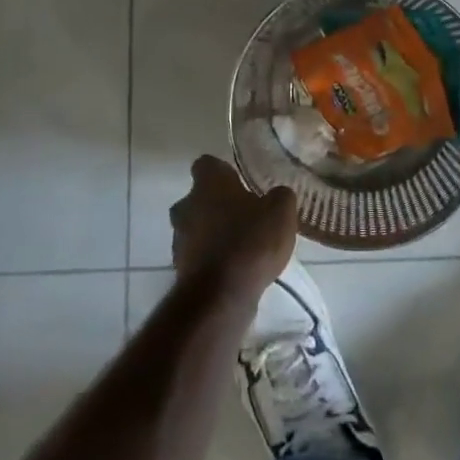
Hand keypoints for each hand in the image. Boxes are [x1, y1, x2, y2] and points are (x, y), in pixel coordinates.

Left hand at [170, 156, 297, 305]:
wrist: (221, 296)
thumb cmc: (251, 241)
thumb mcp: (281, 211)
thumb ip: (279, 196)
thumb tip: (277, 195)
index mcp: (208, 184)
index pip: (207, 164)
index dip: (222, 171)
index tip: (239, 181)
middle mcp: (187, 205)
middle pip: (197, 198)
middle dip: (216, 204)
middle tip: (243, 213)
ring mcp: (179, 238)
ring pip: (195, 226)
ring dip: (212, 232)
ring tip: (241, 244)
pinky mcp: (180, 268)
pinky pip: (197, 254)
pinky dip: (211, 258)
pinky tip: (234, 268)